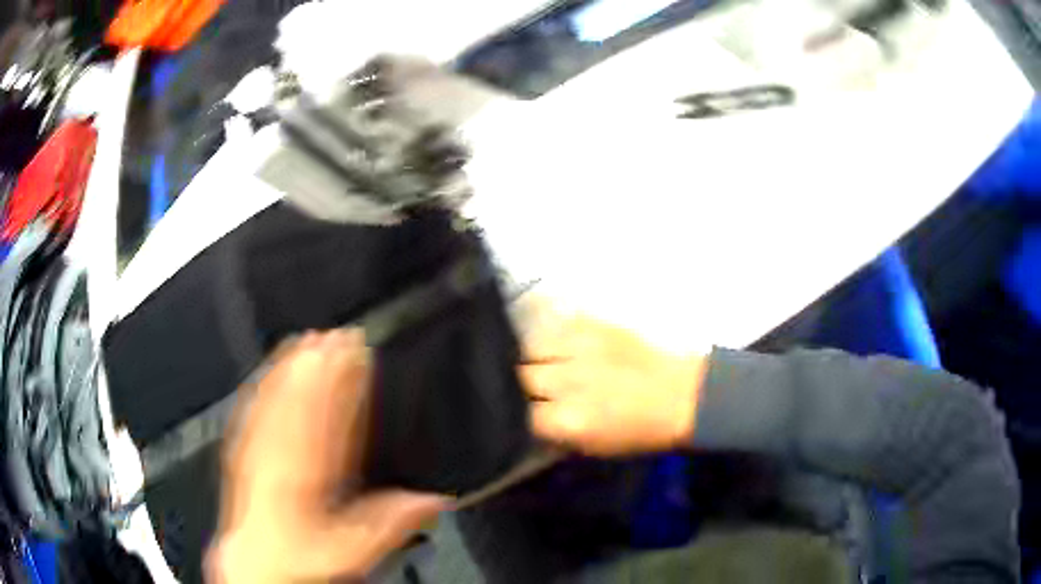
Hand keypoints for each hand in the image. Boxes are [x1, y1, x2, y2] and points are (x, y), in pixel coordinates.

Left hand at [207, 330, 448, 583]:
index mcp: (306, 478)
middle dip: (320, 365)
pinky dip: (263, 387)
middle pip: (300, 402)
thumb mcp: (354, 551)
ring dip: (292, 368)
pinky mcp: (244, 454)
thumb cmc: (299, 558)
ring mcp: (258, 453)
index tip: (356, 354)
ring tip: (306, 340)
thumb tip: (431, 501)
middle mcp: (279, 459)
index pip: (328, 418)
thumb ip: (391, 523)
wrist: (257, 564)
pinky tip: (268, 373)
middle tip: (336, 333)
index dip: (343, 383)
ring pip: (274, 401)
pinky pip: (252, 412)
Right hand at [519, 300, 708, 456]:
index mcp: (568, 420)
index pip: (519, 414)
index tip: (525, 411)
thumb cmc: (641, 431)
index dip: (518, 413)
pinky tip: (555, 339)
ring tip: (539, 360)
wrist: (682, 395)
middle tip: (531, 386)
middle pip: (520, 375)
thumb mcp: (593, 448)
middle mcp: (567, 381)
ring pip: (530, 344)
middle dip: (521, 383)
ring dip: (531, 355)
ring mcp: (579, 347)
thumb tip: (528, 420)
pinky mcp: (594, 323)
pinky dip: (550, 331)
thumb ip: (555, 434)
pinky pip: (555, 321)